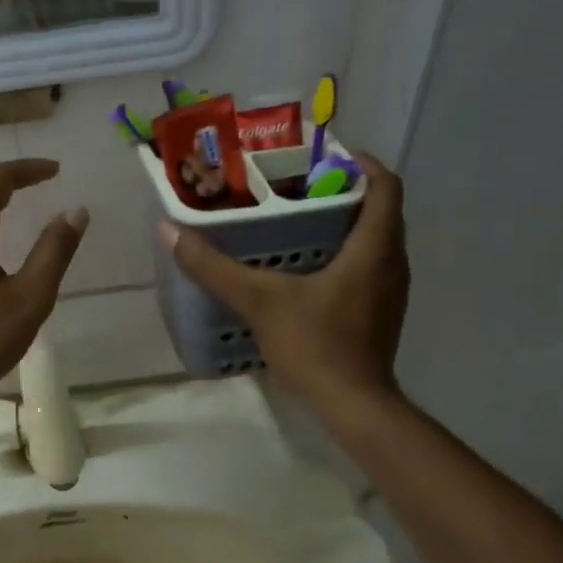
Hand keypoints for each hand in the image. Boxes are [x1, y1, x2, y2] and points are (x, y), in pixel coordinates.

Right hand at [160, 153, 408, 409]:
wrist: (354, 407)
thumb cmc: (316, 346)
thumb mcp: (260, 301)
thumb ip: (214, 266)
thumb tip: (171, 230)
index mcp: (374, 248)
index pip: (385, 185)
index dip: (359, 162)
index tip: (323, 155)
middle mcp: (392, 262)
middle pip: (379, 209)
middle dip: (343, 190)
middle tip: (297, 184)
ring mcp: (390, 291)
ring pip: (375, 239)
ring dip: (345, 222)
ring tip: (298, 218)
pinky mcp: (381, 312)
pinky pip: (369, 264)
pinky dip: (345, 252)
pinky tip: (306, 266)